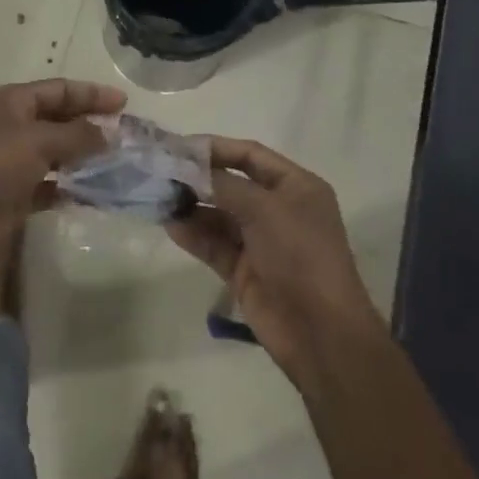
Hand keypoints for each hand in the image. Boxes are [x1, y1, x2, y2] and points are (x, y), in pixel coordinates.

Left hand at [0, 78, 125, 270]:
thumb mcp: (38, 141)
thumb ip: (77, 136)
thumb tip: (108, 135)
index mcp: (15, 102)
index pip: (61, 90)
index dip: (92, 94)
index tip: (124, 104)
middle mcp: (15, 127)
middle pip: (61, 120)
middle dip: (92, 126)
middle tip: (127, 135)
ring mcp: (15, 162)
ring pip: (58, 154)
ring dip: (85, 158)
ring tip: (120, 164)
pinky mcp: (16, 195)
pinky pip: (52, 187)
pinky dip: (72, 189)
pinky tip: (97, 195)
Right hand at [168, 137, 383, 384]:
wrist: (320, 332)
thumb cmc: (300, 255)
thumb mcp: (265, 209)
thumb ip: (224, 185)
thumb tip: (188, 168)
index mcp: (295, 187)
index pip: (250, 155)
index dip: (215, 148)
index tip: (179, 146)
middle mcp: (278, 209)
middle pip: (231, 184)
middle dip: (197, 178)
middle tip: (160, 172)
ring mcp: (260, 241)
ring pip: (218, 215)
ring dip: (190, 206)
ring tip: (158, 198)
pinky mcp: (243, 270)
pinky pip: (213, 244)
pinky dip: (193, 234)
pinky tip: (170, 225)